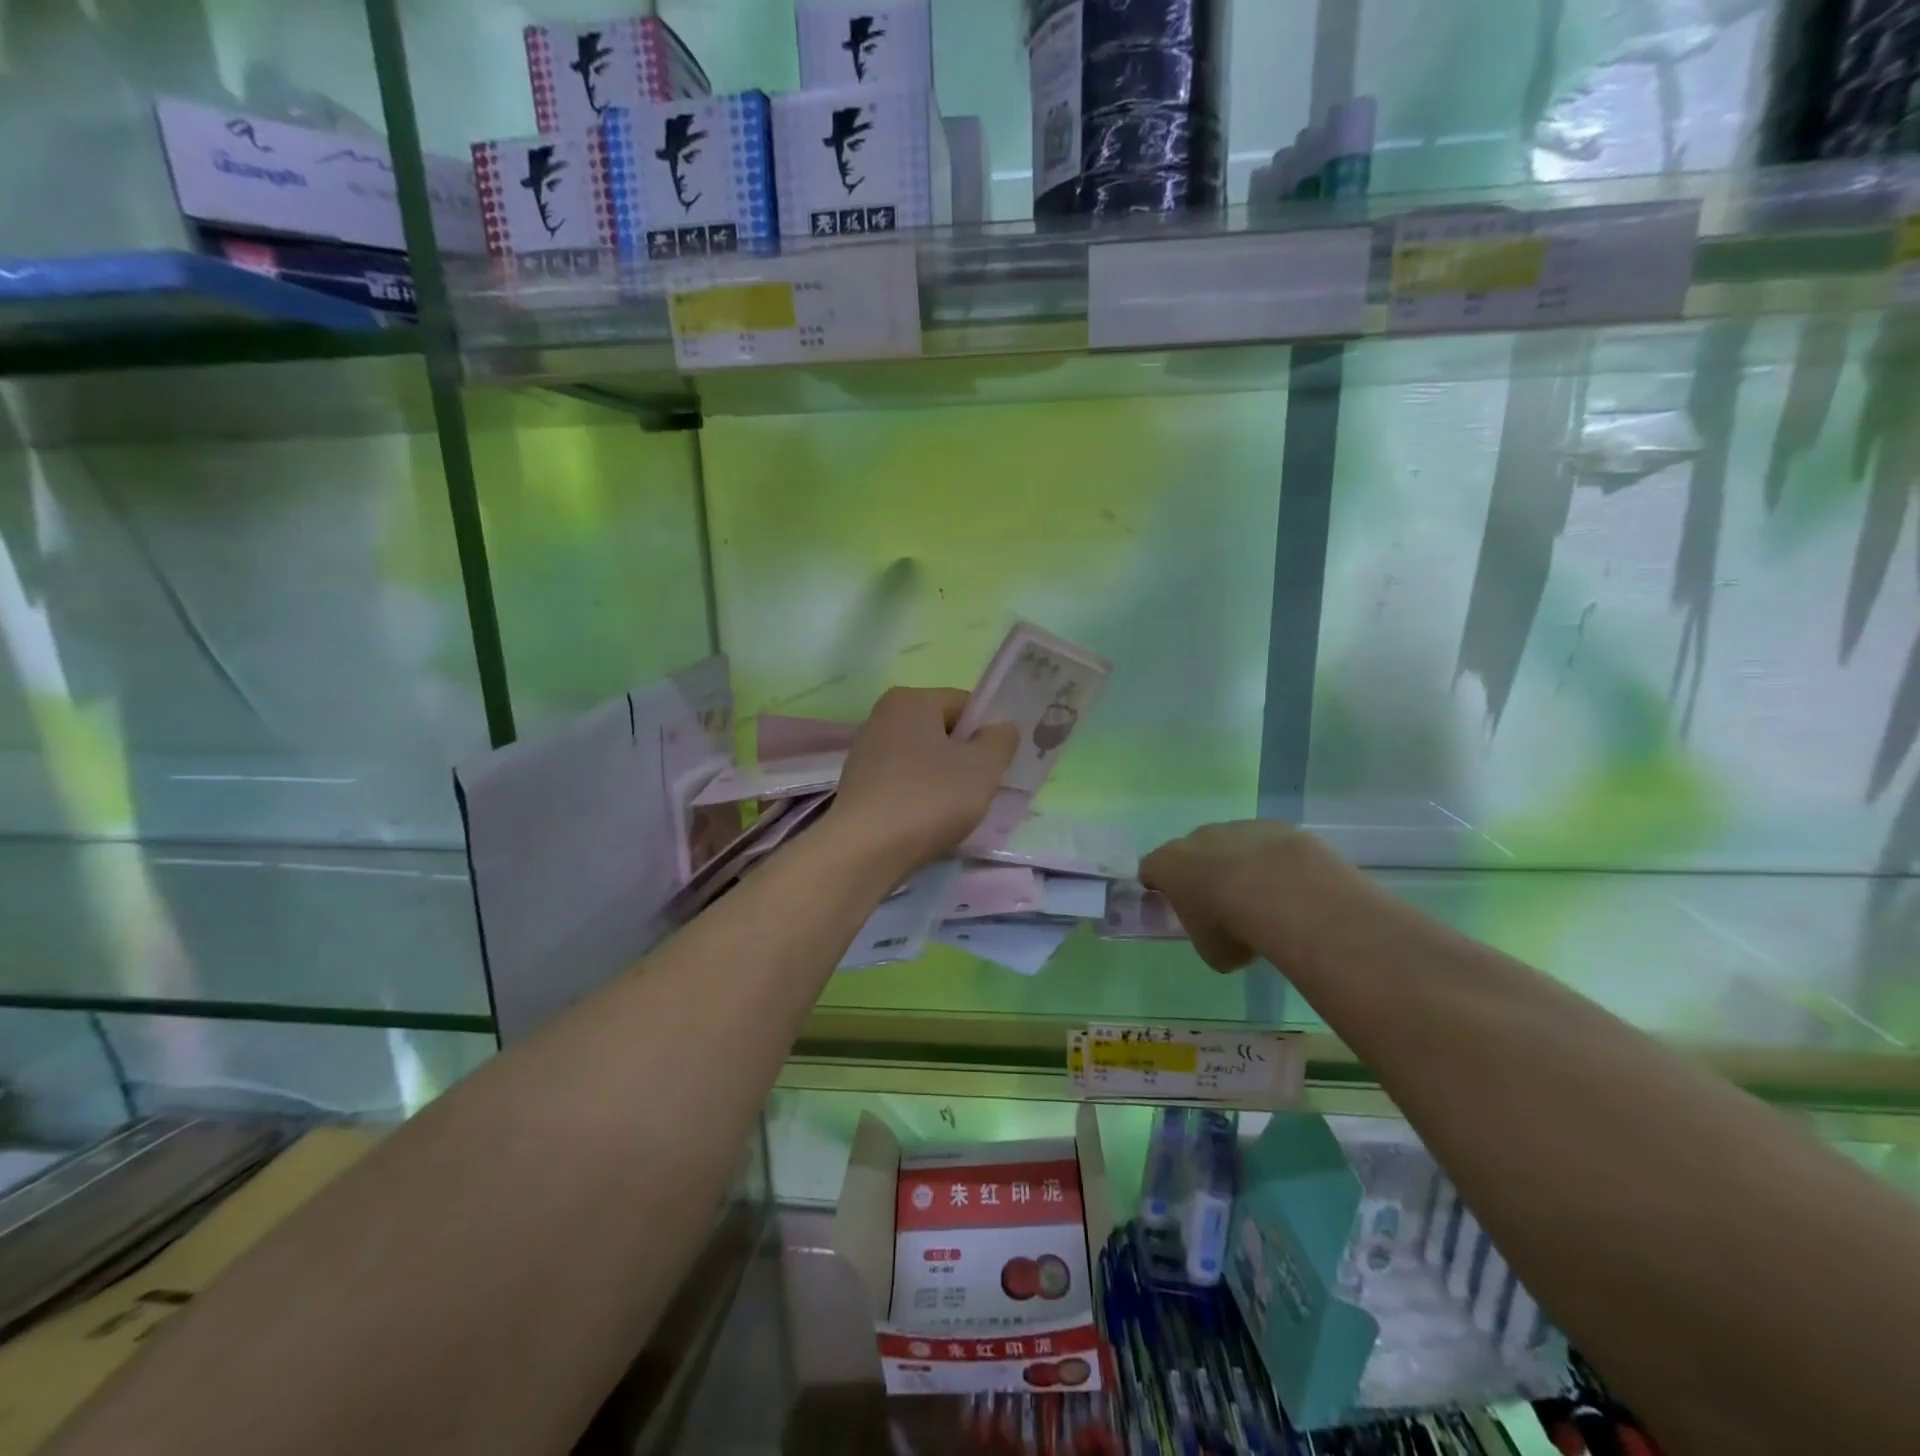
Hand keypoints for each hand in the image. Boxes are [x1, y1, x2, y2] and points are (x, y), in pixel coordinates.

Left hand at [828, 687, 1018, 869]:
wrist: (865, 851)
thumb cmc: (929, 798)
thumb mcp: (983, 767)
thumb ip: (1000, 741)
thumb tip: (1001, 729)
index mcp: (910, 700)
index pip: (965, 705)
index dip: (987, 733)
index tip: (995, 767)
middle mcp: (882, 717)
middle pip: (942, 732)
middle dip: (965, 759)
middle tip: (977, 792)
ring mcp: (866, 752)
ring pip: (923, 760)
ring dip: (943, 782)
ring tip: (951, 813)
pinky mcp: (858, 786)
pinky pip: (903, 783)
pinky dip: (918, 798)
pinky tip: (925, 823)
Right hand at [1141, 820, 1330, 971]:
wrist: (1283, 891)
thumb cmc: (1231, 924)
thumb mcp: (1210, 950)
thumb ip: (1205, 936)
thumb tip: (1217, 934)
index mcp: (1167, 866)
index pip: (1149, 870)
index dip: (1157, 885)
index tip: (1169, 901)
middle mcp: (1194, 839)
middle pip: (1189, 853)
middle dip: (1200, 873)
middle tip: (1218, 903)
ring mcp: (1233, 828)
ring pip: (1228, 845)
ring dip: (1236, 865)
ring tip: (1260, 895)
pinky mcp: (1269, 826)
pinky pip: (1263, 844)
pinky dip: (1269, 860)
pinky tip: (1285, 884)